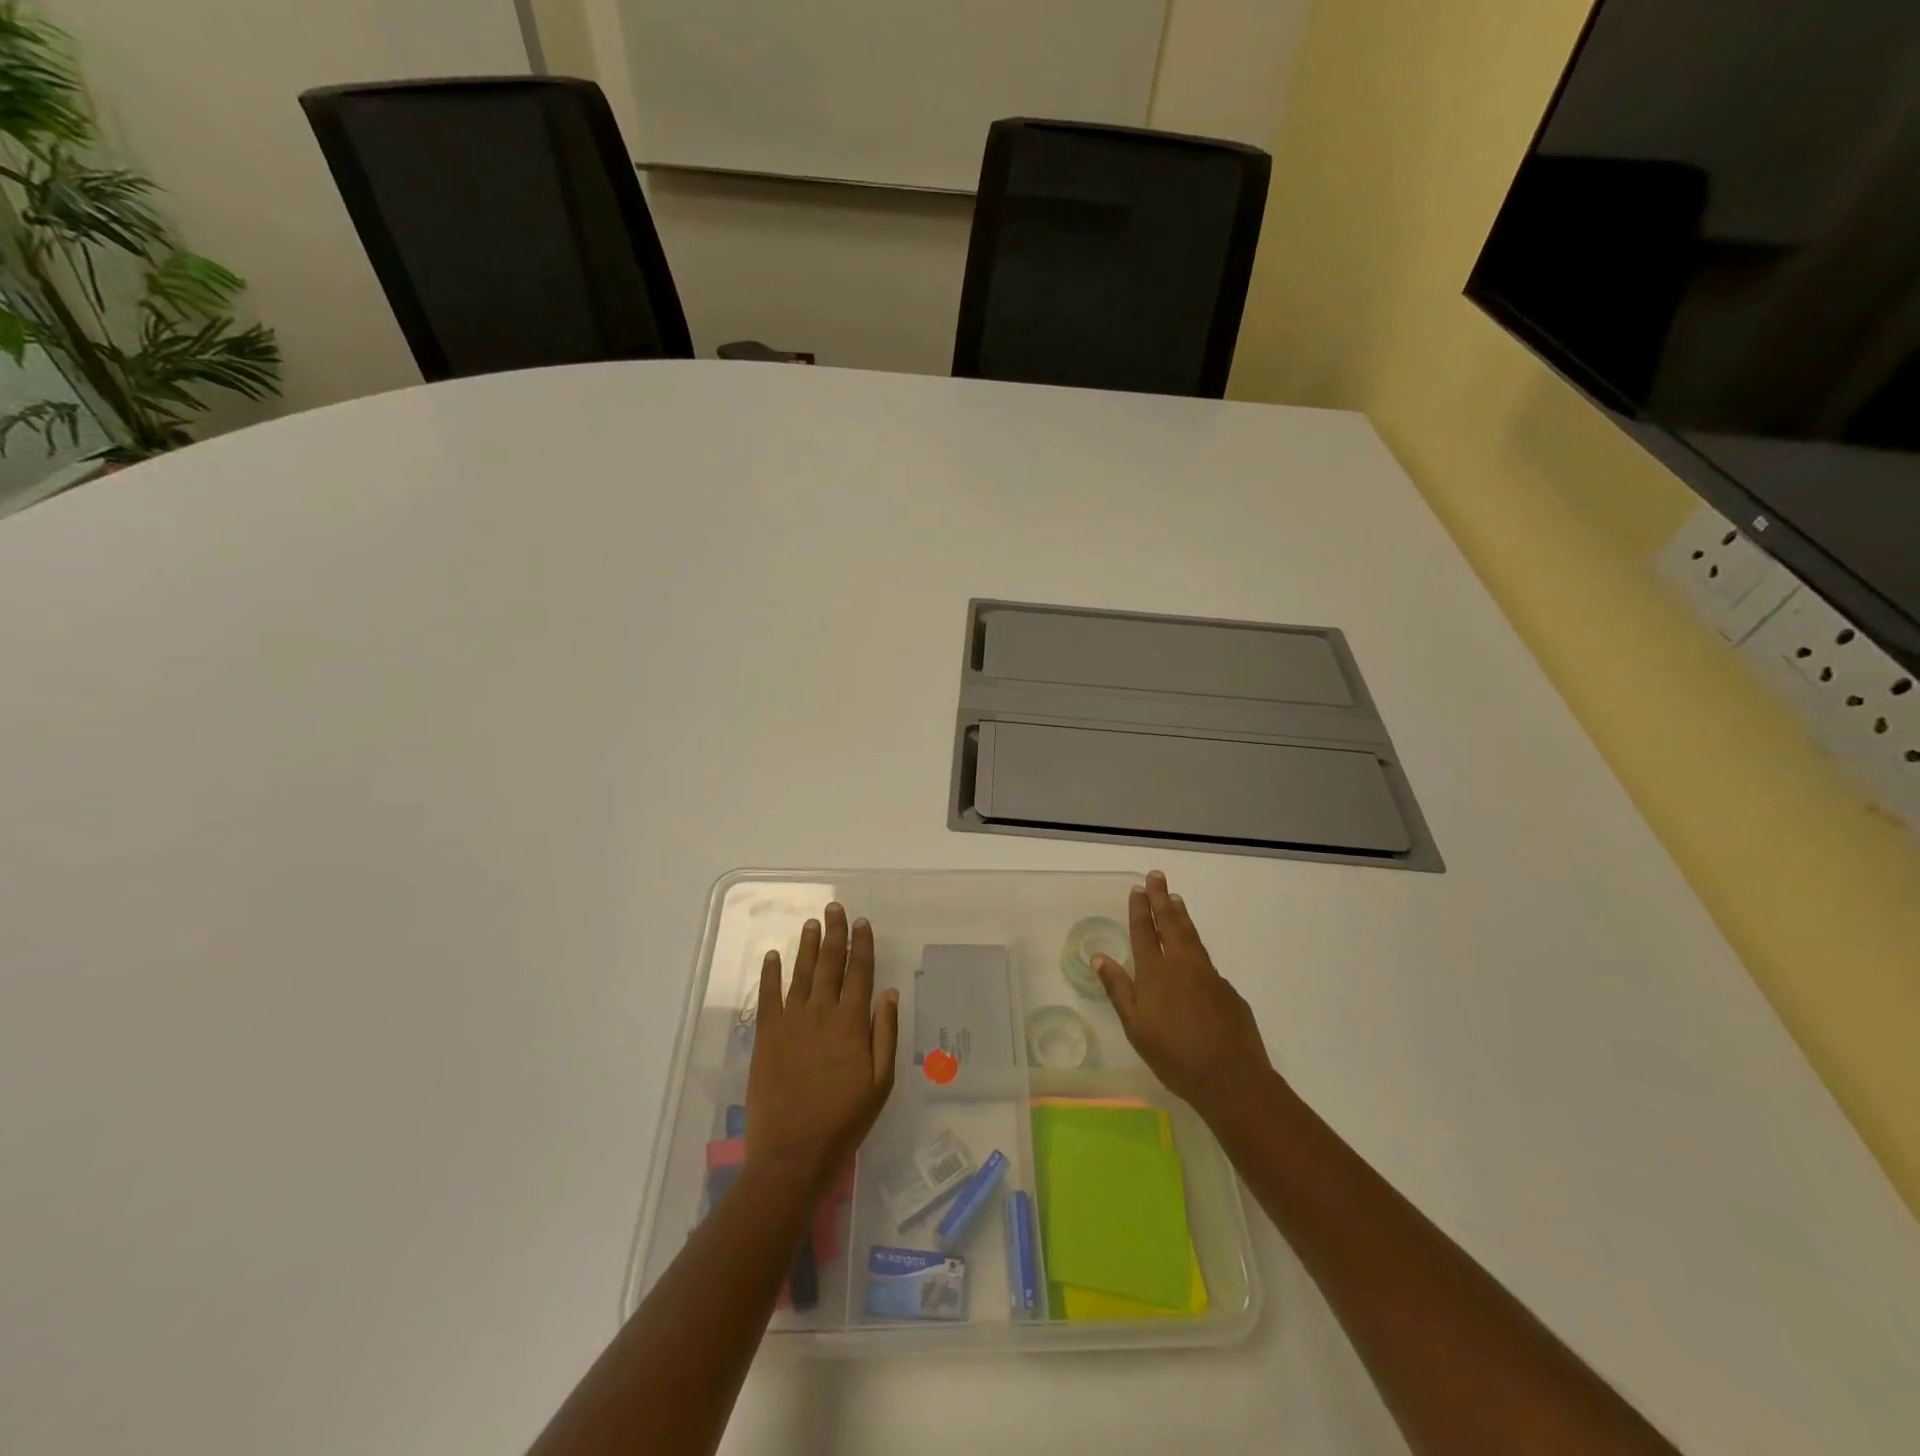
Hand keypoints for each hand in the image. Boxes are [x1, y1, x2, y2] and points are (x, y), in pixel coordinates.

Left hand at [745, 903, 898, 1197]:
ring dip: (807, 946)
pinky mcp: (766, 1035)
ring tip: (811, 923)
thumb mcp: (880, 1083)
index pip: (859, 972)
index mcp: (852, 1022)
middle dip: (834, 933)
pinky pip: (768, 995)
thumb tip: (888, 992)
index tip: (862, 922)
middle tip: (834, 908)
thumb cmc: (844, 1120)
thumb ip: (885, 1034)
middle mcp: (821, 1012)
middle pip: (829, 964)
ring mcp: (791, 1021)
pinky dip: (770, 973)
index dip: (862, 945)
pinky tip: (773, 955)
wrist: (792, 1152)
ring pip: (801, 972)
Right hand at [1095, 871, 1274, 1123]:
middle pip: (1171, 924)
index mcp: (1156, 973)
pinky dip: (1196, 947)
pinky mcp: (1228, 991)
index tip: (1138, 888)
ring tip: (1176, 899)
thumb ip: (1118, 990)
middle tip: (1157, 876)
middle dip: (1161, 899)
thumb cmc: (1175, 1056)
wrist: (1232, 1078)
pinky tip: (1194, 954)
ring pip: (1192, 936)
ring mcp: (1209, 976)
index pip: (1145, 932)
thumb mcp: (1136, 1027)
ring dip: (1181, 915)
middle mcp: (1182, 965)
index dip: (1140, 909)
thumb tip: (1099, 957)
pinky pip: (1206, 961)